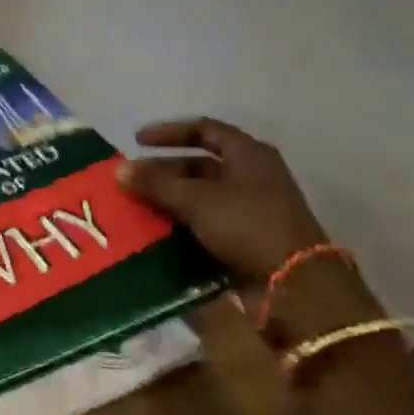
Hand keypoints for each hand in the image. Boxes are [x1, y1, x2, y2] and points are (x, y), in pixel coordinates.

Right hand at [116, 117, 327, 278]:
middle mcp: (252, 176)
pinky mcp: (248, 239)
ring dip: (170, 200)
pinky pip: (207, 224)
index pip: (205, 129)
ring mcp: (252, 209)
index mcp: (249, 155)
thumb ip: (156, 183)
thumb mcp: (196, 200)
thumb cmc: (247, 225)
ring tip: (138, 207)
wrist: (294, 284)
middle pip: (200, 166)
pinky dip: (183, 224)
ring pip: (202, 197)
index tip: (137, 141)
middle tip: (132, 181)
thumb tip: (118, 170)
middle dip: (163, 172)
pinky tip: (157, 232)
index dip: (170, 132)